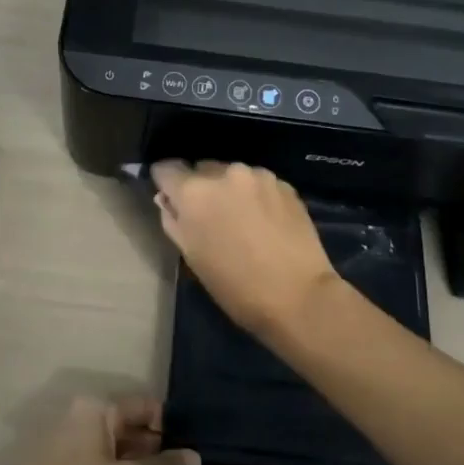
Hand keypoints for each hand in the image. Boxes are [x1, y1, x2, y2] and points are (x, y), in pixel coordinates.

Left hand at [2, 397, 199, 464]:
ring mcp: (72, 444)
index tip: (193, 447)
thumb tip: (197, 457)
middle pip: (130, 426)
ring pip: (118, 447)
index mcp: (97, 409)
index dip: (171, 425)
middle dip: (158, 446)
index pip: (144, 406)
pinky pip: (104, 464)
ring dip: (142, 464)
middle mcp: (84, 417)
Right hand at [150, 160, 338, 336]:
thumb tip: (168, 200)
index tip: (170, 198)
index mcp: (194, 192)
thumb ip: (173, 221)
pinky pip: (257, 182)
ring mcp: (257, 175)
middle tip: (209, 216)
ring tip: (241, 219)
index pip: (166, 169)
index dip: (165, 183)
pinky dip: (254, 195)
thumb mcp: (192, 257)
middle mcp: (224, 172)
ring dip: (229, 190)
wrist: (299, 296)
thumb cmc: (236, 286)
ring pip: (231, 174)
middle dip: (200, 187)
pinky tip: (265, 221)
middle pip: (200, 168)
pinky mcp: (284, 183)